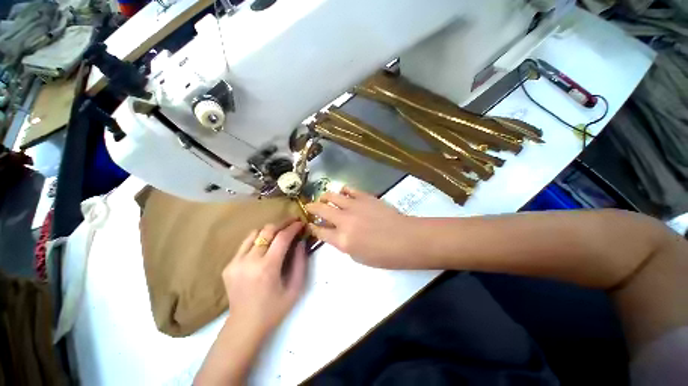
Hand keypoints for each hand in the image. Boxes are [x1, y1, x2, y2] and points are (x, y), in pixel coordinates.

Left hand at [222, 220, 307, 337]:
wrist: (245, 325)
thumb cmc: (274, 308)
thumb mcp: (295, 287)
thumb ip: (300, 262)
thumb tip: (301, 241)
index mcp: (267, 268)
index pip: (282, 237)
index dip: (293, 227)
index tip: (301, 222)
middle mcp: (249, 261)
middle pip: (267, 230)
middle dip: (282, 223)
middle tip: (293, 222)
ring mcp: (235, 262)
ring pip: (254, 233)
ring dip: (270, 229)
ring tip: (280, 231)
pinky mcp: (228, 265)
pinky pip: (246, 243)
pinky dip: (258, 239)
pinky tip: (266, 244)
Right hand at [305, 186, 419, 267]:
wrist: (406, 238)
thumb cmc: (384, 255)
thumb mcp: (358, 256)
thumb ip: (342, 243)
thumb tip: (334, 232)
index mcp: (342, 240)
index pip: (320, 231)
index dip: (312, 227)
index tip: (310, 224)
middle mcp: (344, 220)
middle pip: (321, 210)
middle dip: (311, 208)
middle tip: (309, 207)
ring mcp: (354, 206)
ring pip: (332, 196)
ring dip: (324, 197)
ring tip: (324, 198)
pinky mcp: (365, 197)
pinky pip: (348, 189)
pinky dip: (342, 191)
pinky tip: (343, 194)